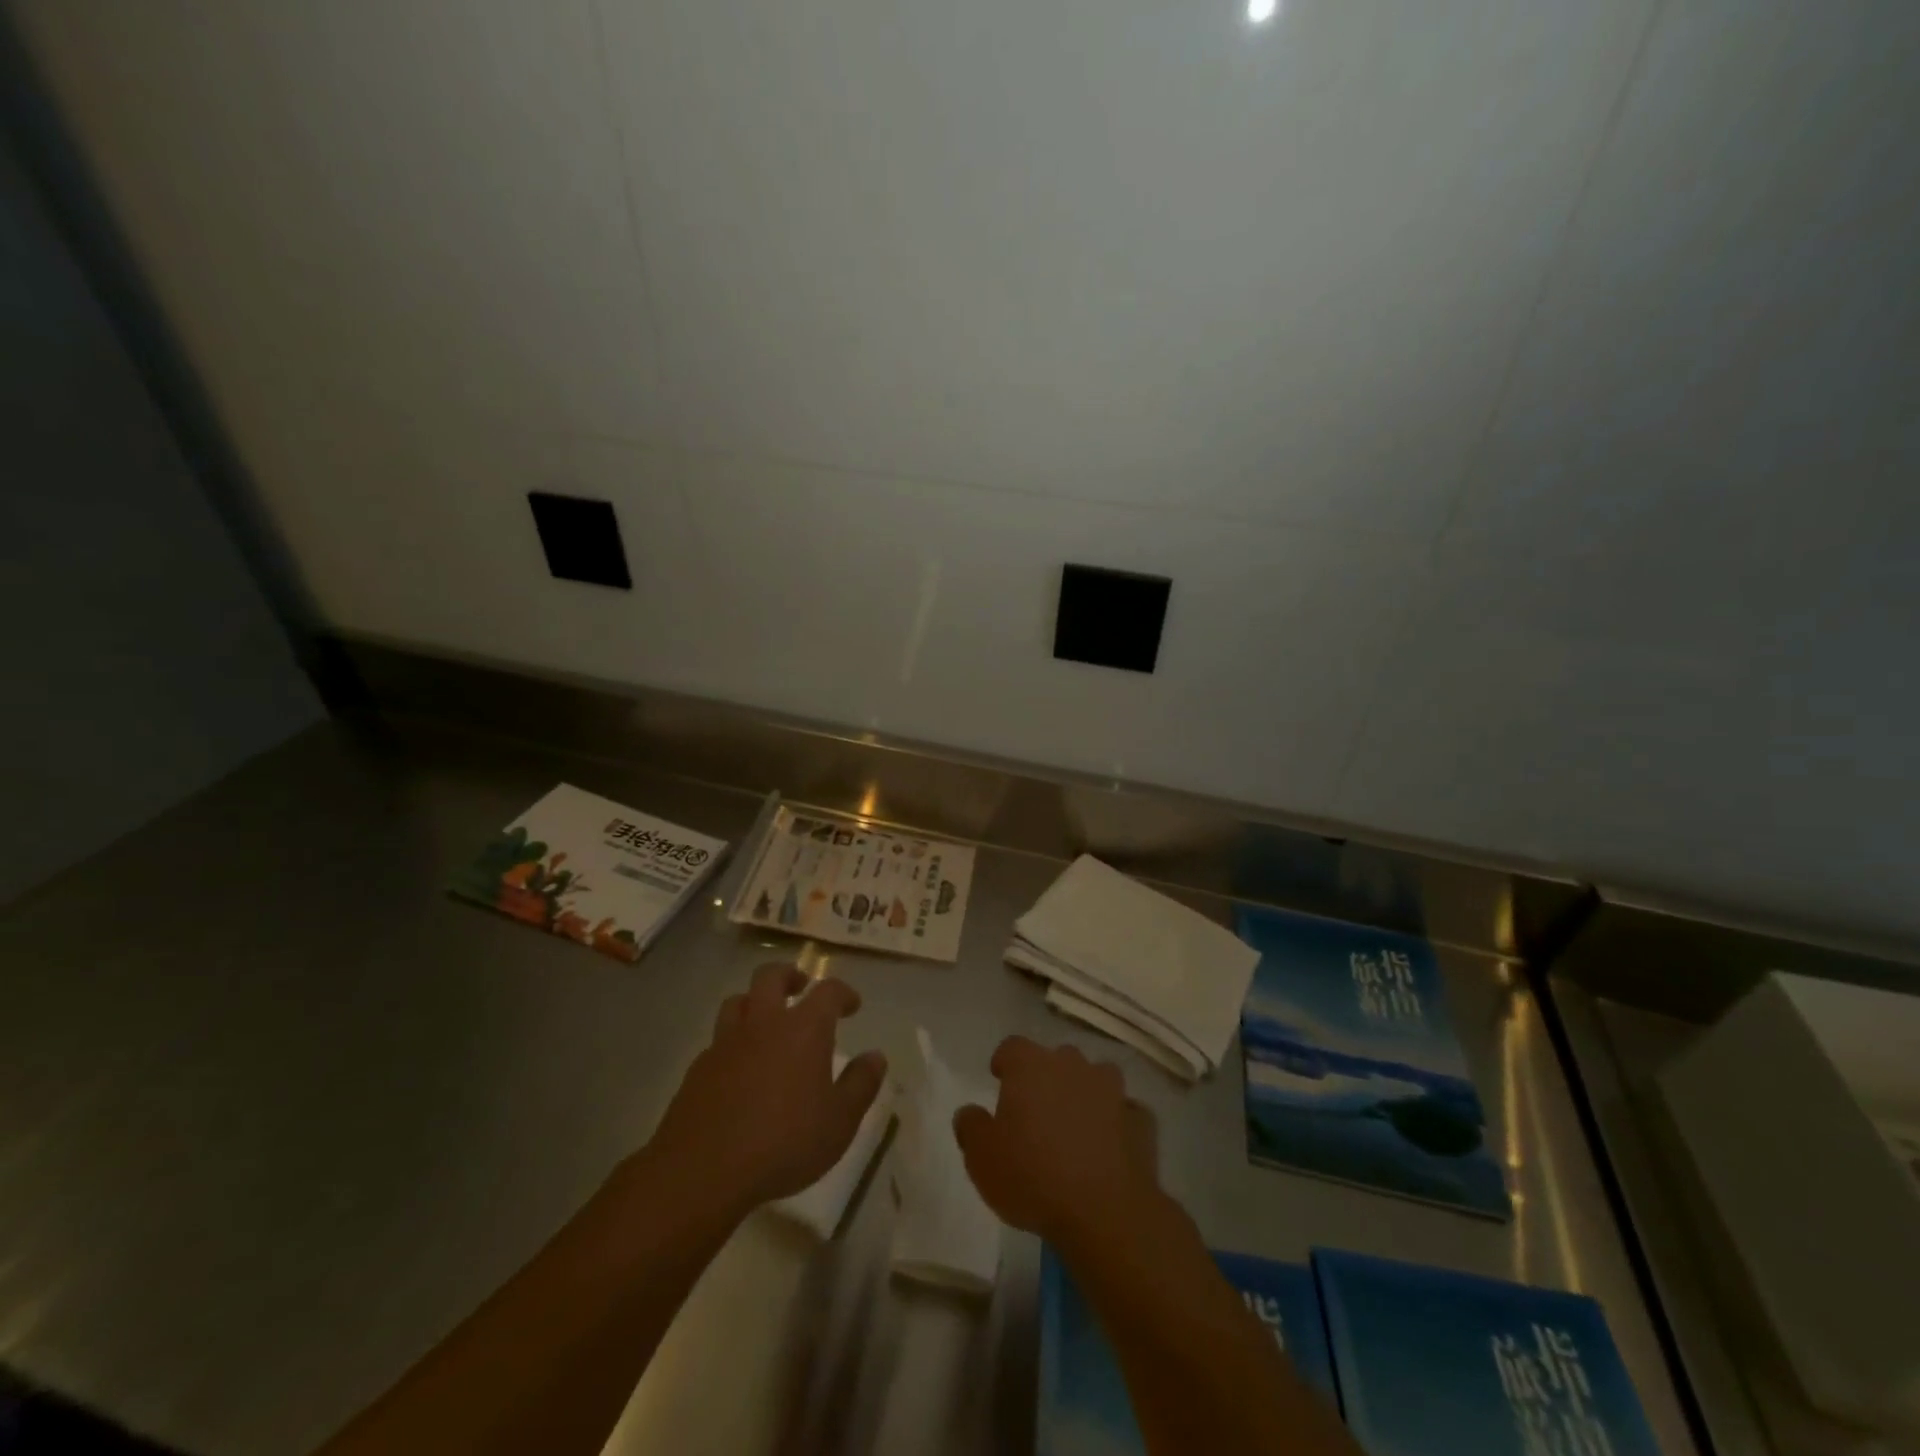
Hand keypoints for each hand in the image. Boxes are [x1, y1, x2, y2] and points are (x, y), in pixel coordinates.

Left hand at [643, 963, 886, 1217]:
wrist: (703, 1170)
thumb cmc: (784, 1143)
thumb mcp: (839, 1121)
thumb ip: (861, 1084)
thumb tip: (876, 1056)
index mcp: (804, 1029)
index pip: (828, 991)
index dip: (843, 993)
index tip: (852, 1004)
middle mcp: (764, 1023)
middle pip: (770, 976)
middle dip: (789, 976)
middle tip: (800, 987)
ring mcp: (726, 1043)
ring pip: (738, 1001)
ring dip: (754, 1002)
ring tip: (766, 1020)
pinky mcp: (698, 1068)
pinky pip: (718, 1039)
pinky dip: (733, 1041)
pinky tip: (739, 1066)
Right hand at [953, 1037, 1163, 1250]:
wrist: (1105, 1211)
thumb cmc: (1033, 1177)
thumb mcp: (982, 1159)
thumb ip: (971, 1127)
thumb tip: (970, 1112)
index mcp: (1031, 1066)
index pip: (1012, 1047)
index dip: (1005, 1062)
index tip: (1000, 1080)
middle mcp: (1072, 1065)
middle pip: (1057, 1059)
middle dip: (1047, 1078)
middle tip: (1038, 1111)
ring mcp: (1112, 1090)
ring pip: (1096, 1078)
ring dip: (1086, 1094)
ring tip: (1077, 1125)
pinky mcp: (1141, 1120)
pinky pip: (1125, 1112)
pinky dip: (1117, 1123)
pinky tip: (1110, 1147)